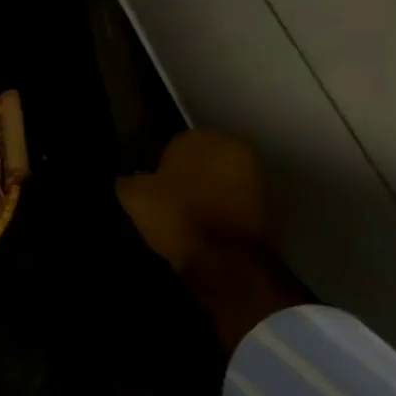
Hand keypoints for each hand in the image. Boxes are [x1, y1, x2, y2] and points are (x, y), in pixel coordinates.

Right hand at [117, 130, 310, 352]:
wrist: (224, 258)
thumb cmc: (176, 215)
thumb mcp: (134, 196)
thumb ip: (127, 181)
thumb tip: (127, 179)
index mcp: (201, 137)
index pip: (174, 145)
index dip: (160, 167)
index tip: (152, 187)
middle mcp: (234, 147)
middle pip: (201, 160)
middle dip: (187, 176)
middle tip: (168, 200)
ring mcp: (255, 176)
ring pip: (219, 180)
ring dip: (206, 193)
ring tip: (185, 217)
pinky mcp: (267, 205)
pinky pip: (233, 201)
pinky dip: (221, 210)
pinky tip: (203, 228)